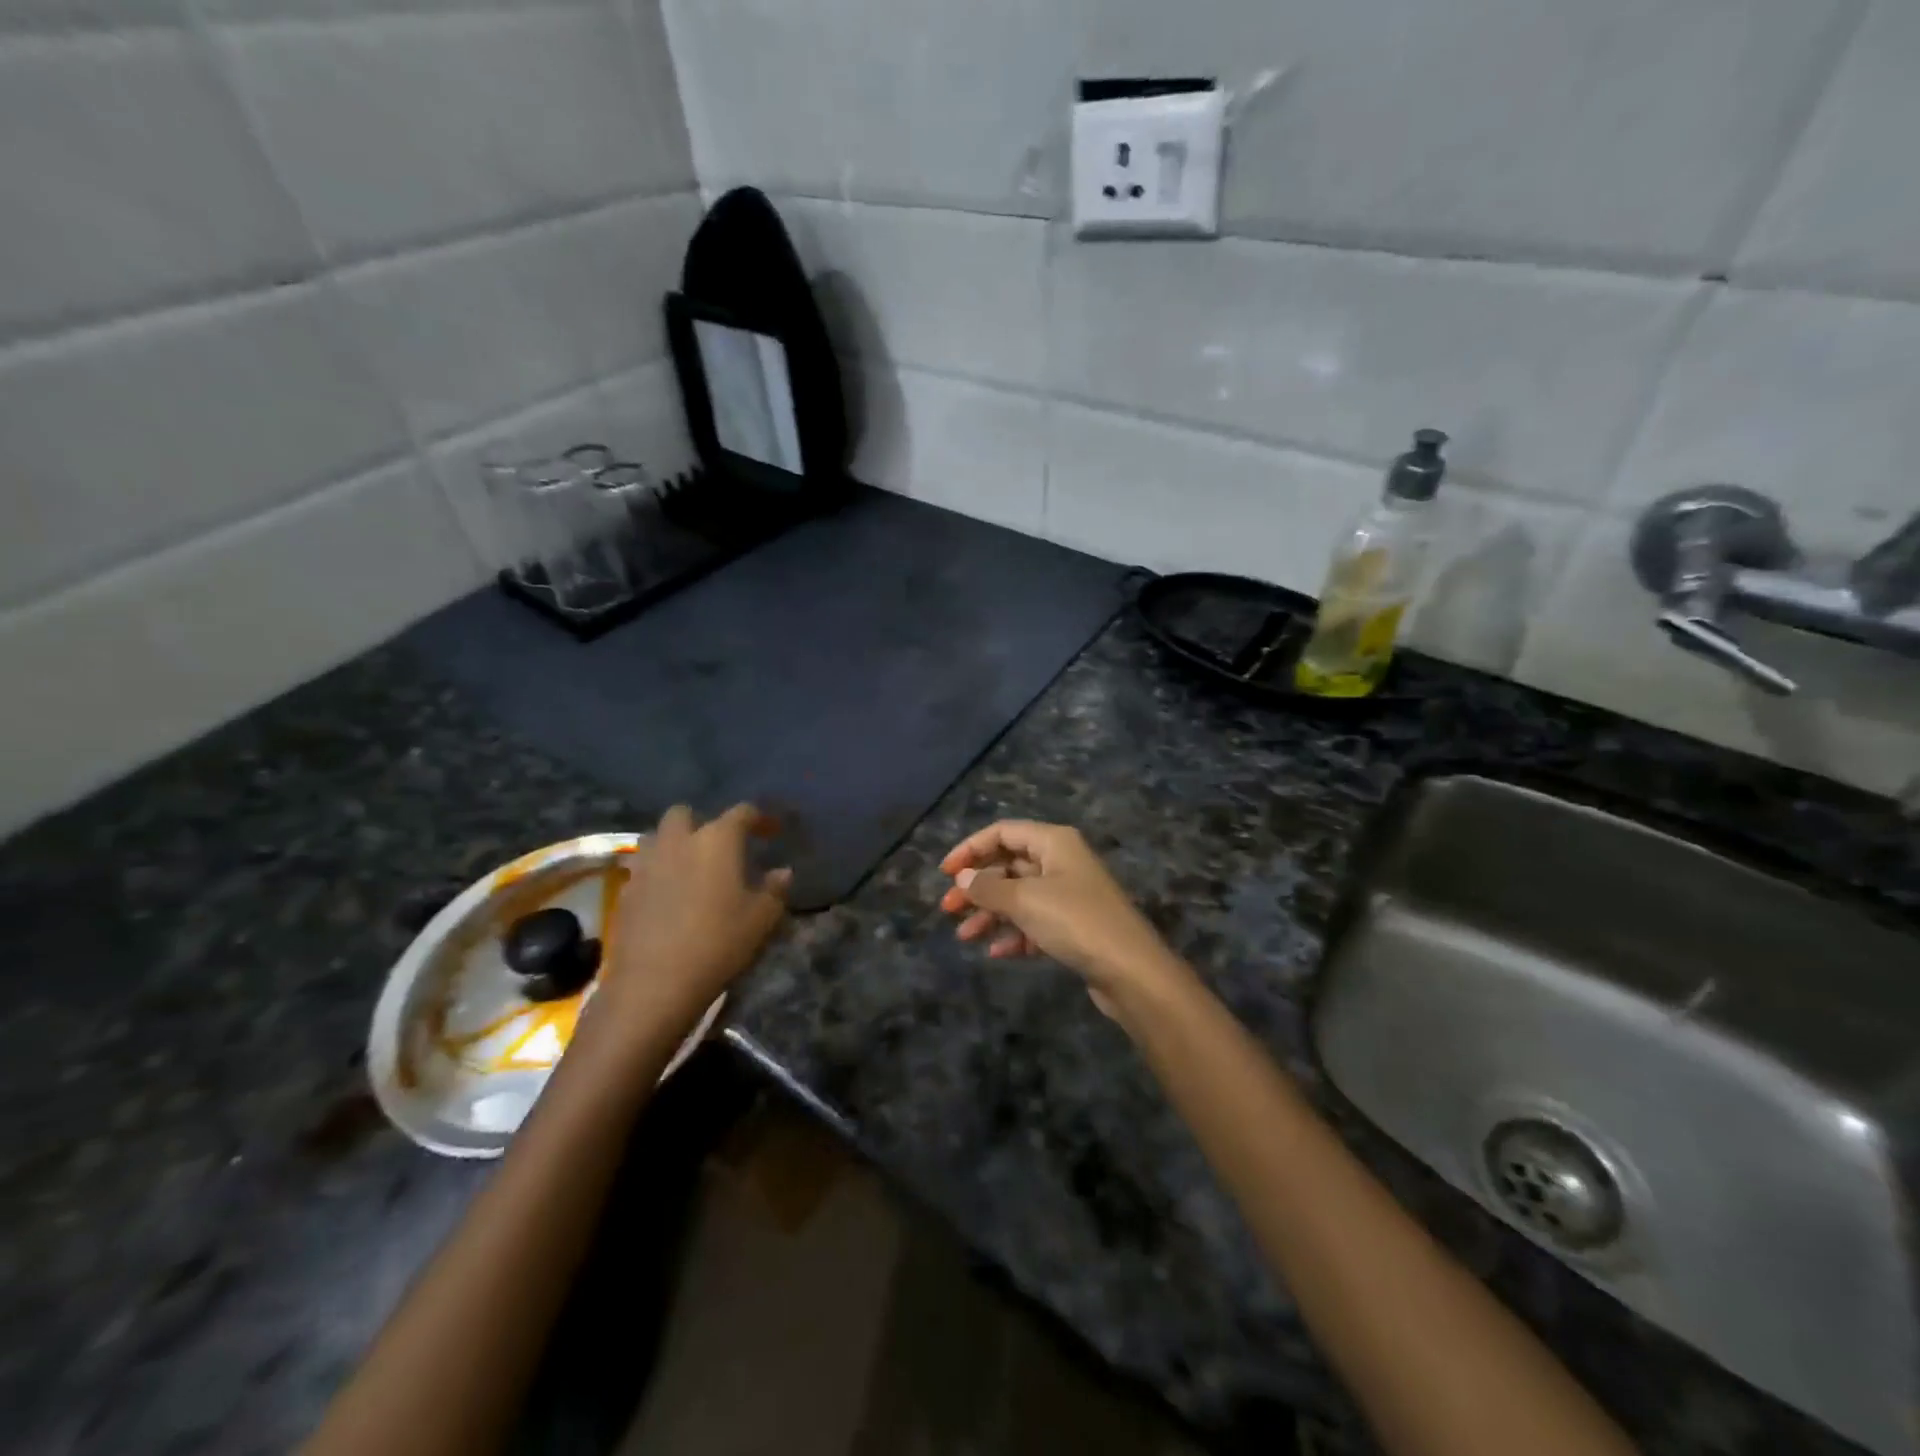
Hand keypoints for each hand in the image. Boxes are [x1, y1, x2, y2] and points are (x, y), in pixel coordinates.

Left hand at [595, 804, 790, 1031]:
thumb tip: (782, 872)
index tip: (773, 831)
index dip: (760, 818)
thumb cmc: (718, 943)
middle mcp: (678, 842)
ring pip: (657, 837)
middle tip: (720, 847)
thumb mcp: (761, 919)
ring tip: (691, 868)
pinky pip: (643, 868)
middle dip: (702, 822)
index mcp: (716, 840)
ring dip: (674, 844)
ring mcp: (646, 865)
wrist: (654, 985)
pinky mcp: (626, 892)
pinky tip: (670, 897)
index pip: (742, 813)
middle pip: (684, 814)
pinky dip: (658, 873)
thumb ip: (775, 889)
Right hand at [938, 820, 1178, 994]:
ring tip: (965, 936)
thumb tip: (962, 878)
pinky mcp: (1074, 926)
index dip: (970, 848)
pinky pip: (1034, 921)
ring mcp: (1069, 894)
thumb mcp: (1025, 901)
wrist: (1131, 970)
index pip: (1003, 832)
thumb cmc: (1075, 921)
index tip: (944, 874)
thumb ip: (988, 888)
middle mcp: (1062, 861)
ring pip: (1019, 896)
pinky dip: (1013, 933)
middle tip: (947, 909)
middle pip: (1009, 865)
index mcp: (1054, 842)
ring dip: (990, 913)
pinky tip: (996, 952)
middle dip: (977, 886)